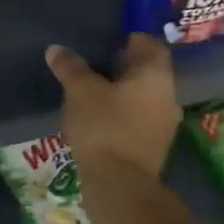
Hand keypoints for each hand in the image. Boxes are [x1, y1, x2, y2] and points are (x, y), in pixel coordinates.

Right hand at [45, 34, 179, 178]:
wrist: (119, 185)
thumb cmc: (104, 126)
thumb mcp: (80, 91)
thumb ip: (70, 67)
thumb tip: (56, 50)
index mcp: (156, 76)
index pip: (150, 44)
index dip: (129, 38)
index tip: (106, 40)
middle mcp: (167, 96)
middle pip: (147, 71)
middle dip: (122, 65)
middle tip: (92, 62)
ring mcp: (163, 124)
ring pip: (142, 96)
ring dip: (120, 90)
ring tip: (90, 89)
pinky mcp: (152, 146)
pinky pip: (137, 117)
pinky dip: (120, 112)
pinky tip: (97, 116)